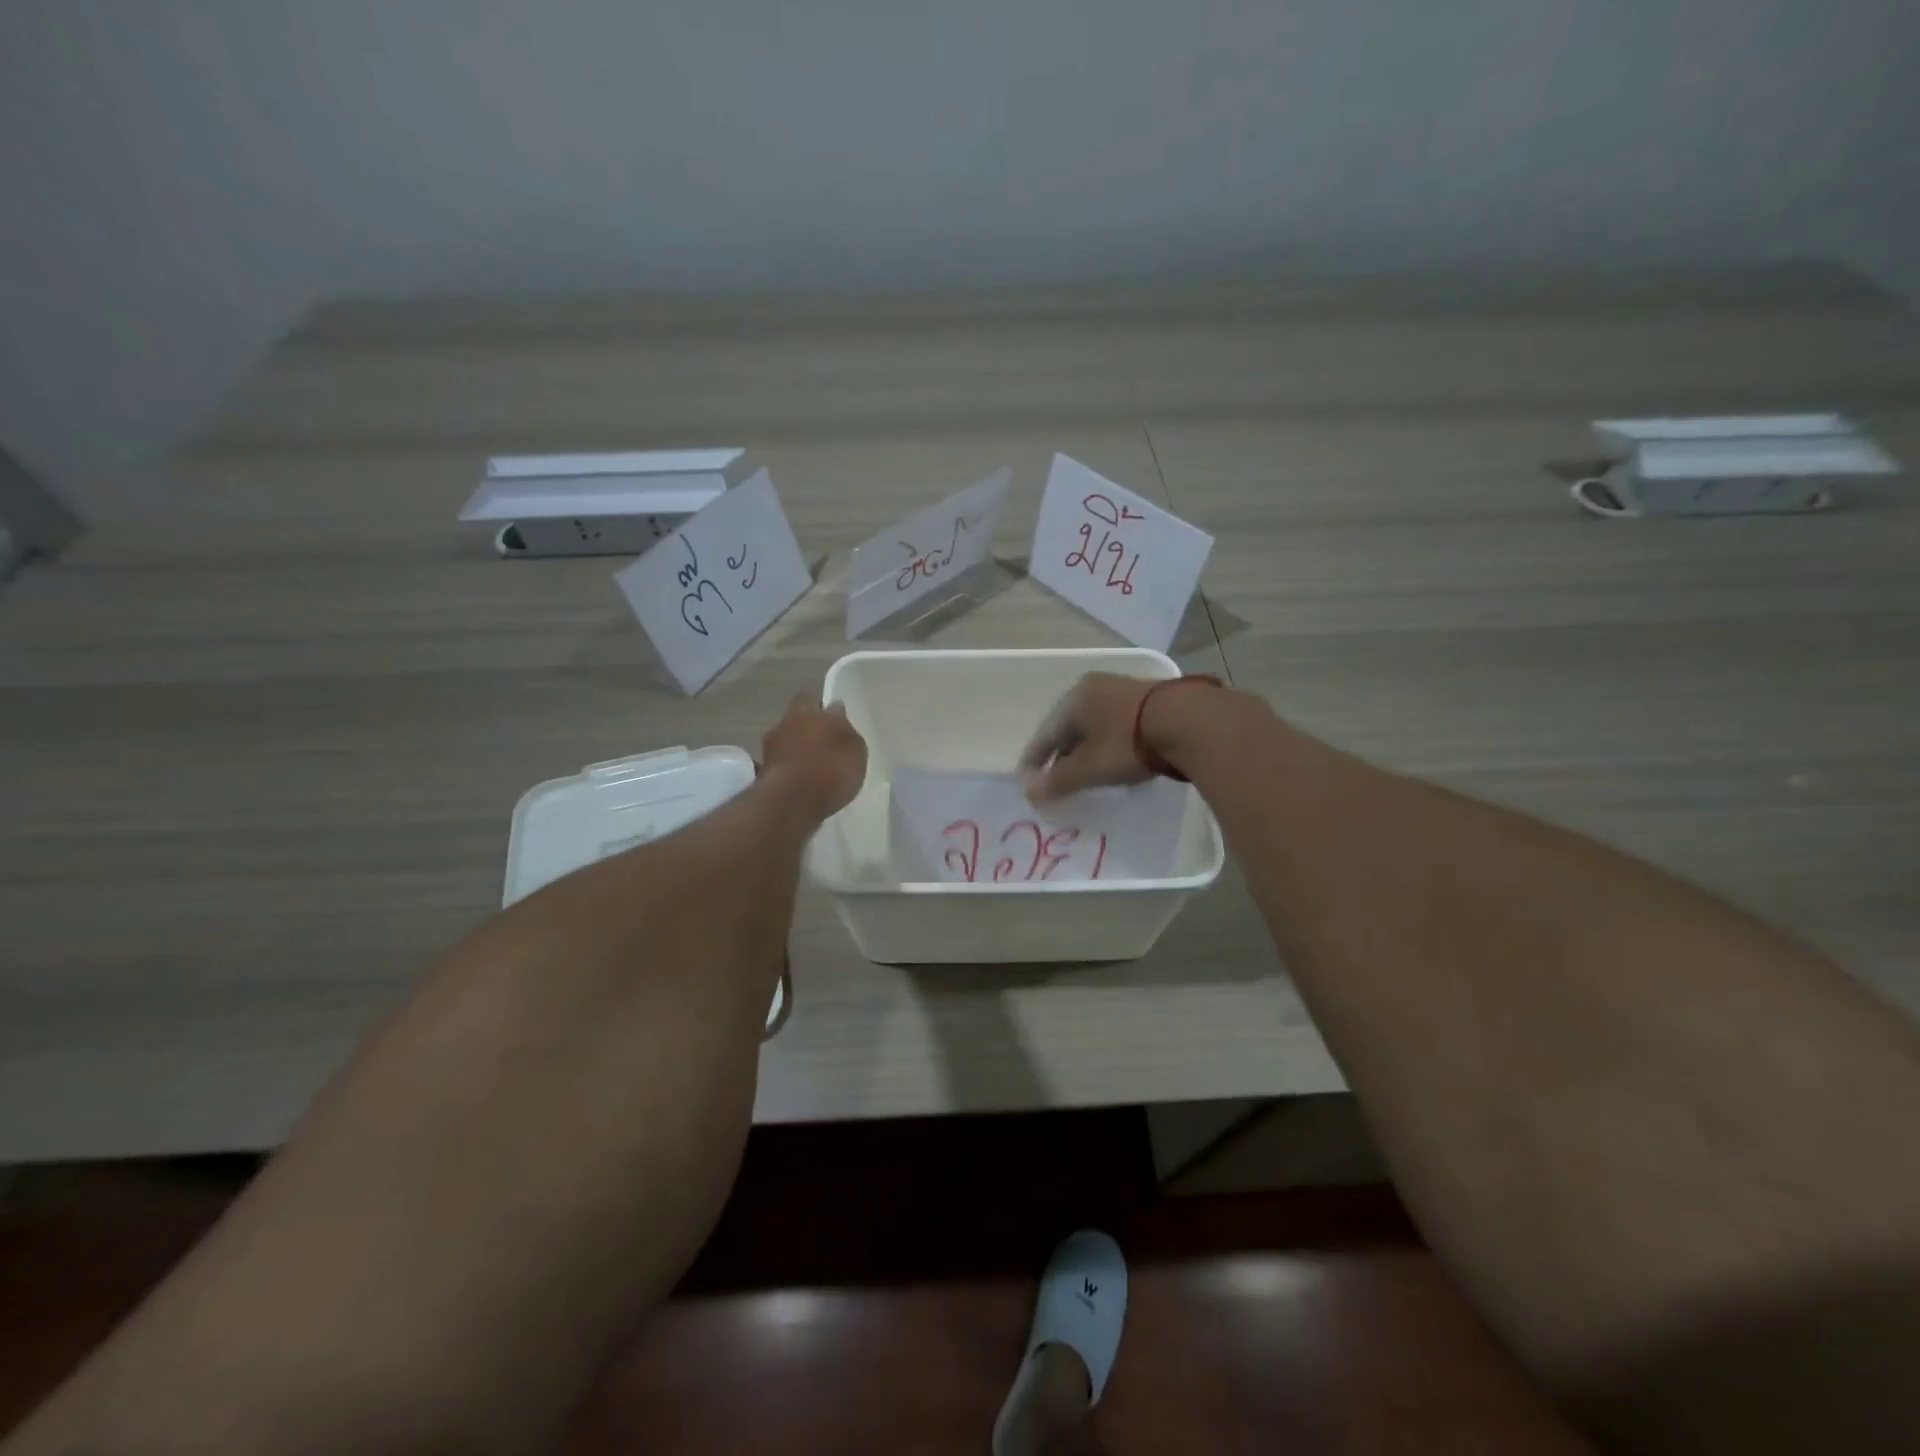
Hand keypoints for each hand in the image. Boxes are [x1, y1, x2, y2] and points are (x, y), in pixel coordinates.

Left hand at [762, 692, 867, 820]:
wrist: (791, 804)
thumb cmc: (829, 768)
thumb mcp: (854, 747)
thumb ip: (845, 729)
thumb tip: (836, 712)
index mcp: (804, 711)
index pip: (810, 699)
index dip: (820, 708)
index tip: (832, 719)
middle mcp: (782, 725)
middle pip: (796, 723)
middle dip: (808, 732)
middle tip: (826, 747)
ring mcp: (769, 752)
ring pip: (787, 746)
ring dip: (798, 755)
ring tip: (817, 771)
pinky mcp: (764, 778)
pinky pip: (783, 770)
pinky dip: (792, 775)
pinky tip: (805, 788)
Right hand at [1018, 672, 1158, 802]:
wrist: (1190, 721)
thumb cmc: (1128, 742)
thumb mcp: (1089, 767)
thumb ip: (1058, 781)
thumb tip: (1029, 792)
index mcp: (1074, 698)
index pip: (1045, 733)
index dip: (1034, 760)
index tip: (1028, 782)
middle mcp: (1096, 688)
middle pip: (1070, 727)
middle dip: (1061, 755)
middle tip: (1056, 780)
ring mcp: (1125, 691)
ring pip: (1095, 726)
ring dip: (1087, 750)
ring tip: (1085, 773)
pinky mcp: (1152, 701)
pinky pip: (1118, 726)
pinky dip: (1109, 744)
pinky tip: (1115, 759)